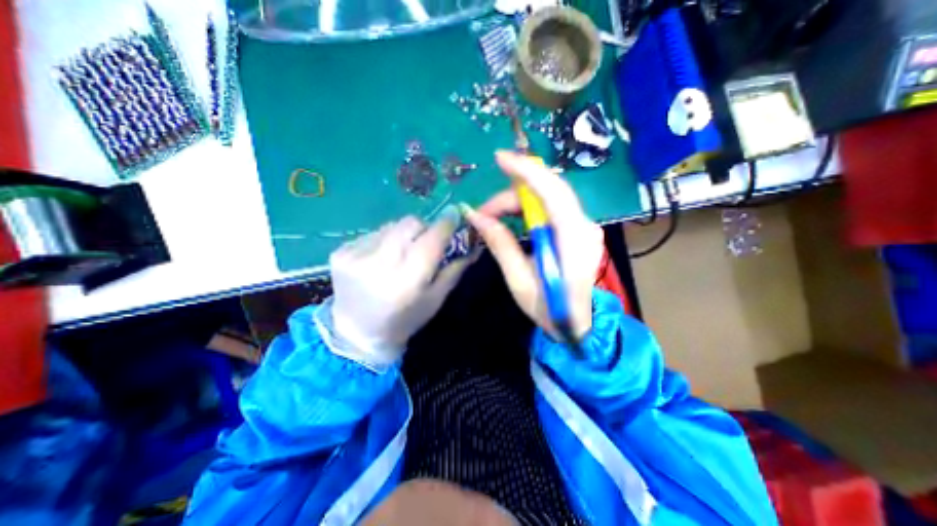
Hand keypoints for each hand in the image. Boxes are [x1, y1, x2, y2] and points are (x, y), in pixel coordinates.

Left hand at [327, 203, 472, 366]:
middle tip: (425, 242)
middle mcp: (379, 265)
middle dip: (423, 228)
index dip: (445, 224)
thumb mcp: (436, 299)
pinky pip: (373, 233)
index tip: (455, 214)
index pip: (431, 240)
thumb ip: (455, 269)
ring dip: (402, 235)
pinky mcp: (340, 252)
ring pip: (391, 225)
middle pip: (410, 224)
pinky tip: (380, 259)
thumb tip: (473, 244)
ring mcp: (355, 256)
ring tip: (399, 254)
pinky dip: (383, 241)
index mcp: (407, 282)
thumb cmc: (404, 320)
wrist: (357, 332)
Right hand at [464, 151, 604, 340]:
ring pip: (548, 197)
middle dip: (511, 195)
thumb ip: (500, 245)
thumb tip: (476, 216)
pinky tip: (512, 217)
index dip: (526, 170)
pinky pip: (552, 207)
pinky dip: (529, 207)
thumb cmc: (549, 309)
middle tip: (483, 213)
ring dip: (517, 202)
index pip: (552, 192)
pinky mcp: (578, 229)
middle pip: (547, 191)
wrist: (578, 324)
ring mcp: (584, 226)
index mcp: (572, 240)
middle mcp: (584, 226)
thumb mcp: (519, 281)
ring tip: (492, 217)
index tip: (500, 159)